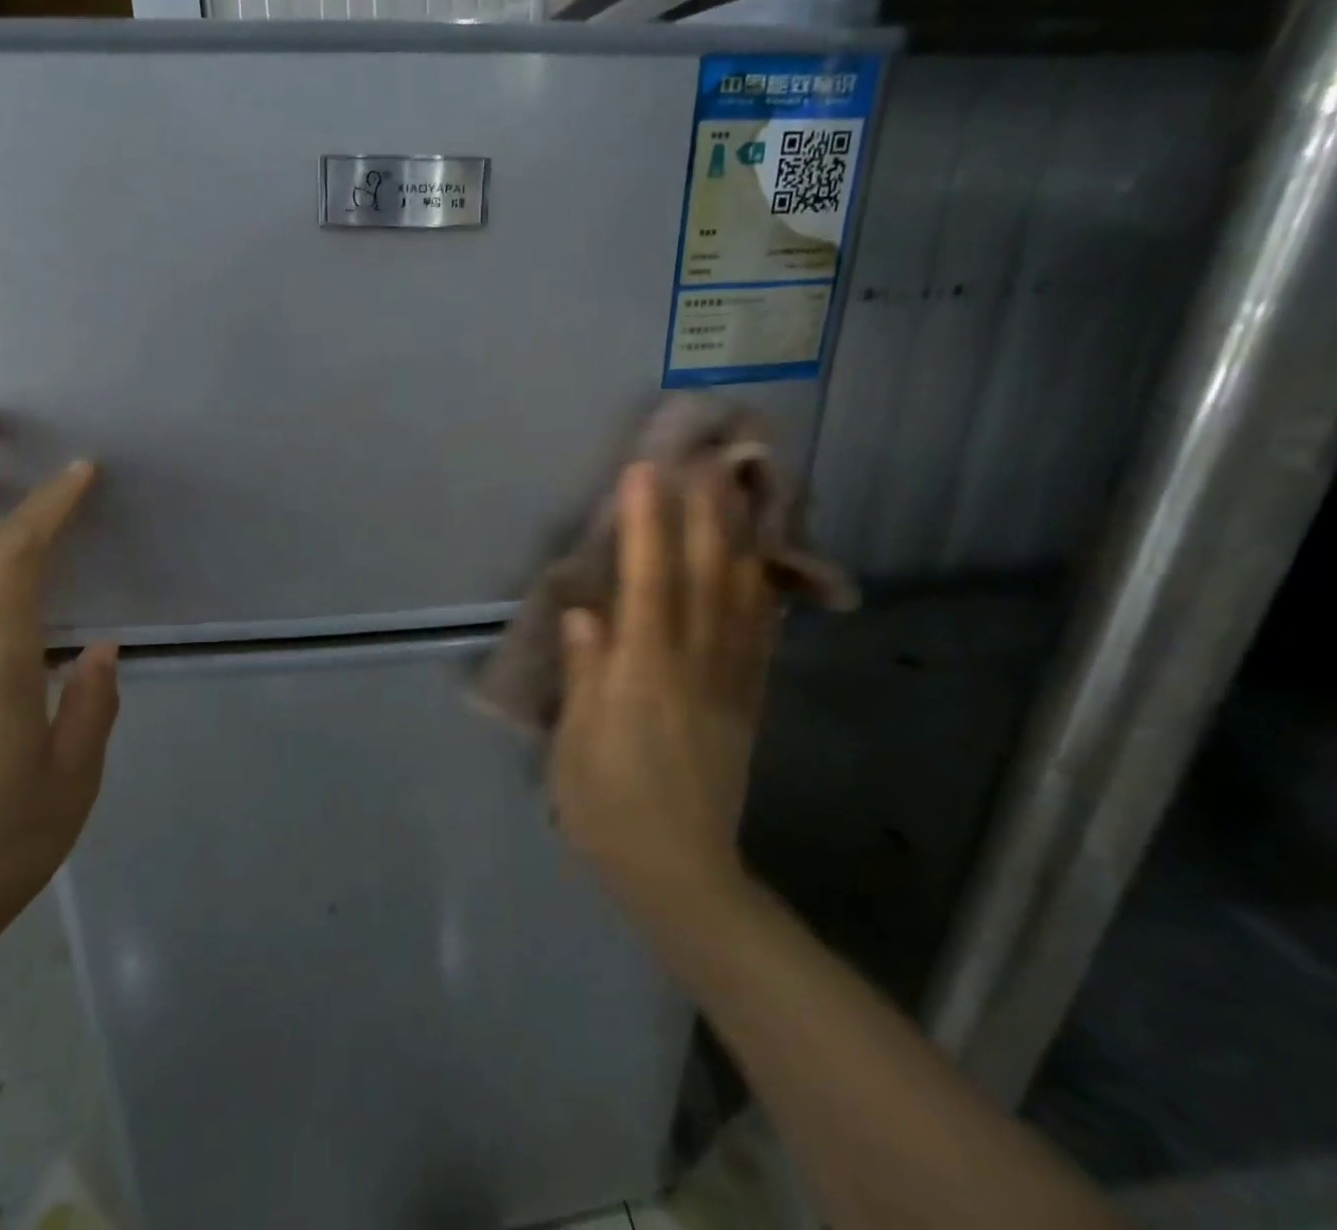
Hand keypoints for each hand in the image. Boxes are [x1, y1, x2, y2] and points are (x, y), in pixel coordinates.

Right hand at [550, 462, 777, 926]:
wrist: (680, 874)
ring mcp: (727, 685)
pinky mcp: (747, 705)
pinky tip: (762, 569)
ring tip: (739, 496)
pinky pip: (759, 640)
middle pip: (703, 579)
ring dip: (738, 542)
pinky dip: (760, 596)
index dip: (647, 525)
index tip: (645, 473)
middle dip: (703, 516)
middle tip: (705, 462)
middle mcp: (691, 667)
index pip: (647, 583)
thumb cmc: (607, 808)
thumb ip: (584, 673)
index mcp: (641, 675)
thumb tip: (585, 611)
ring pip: (740, 601)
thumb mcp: (575, 743)